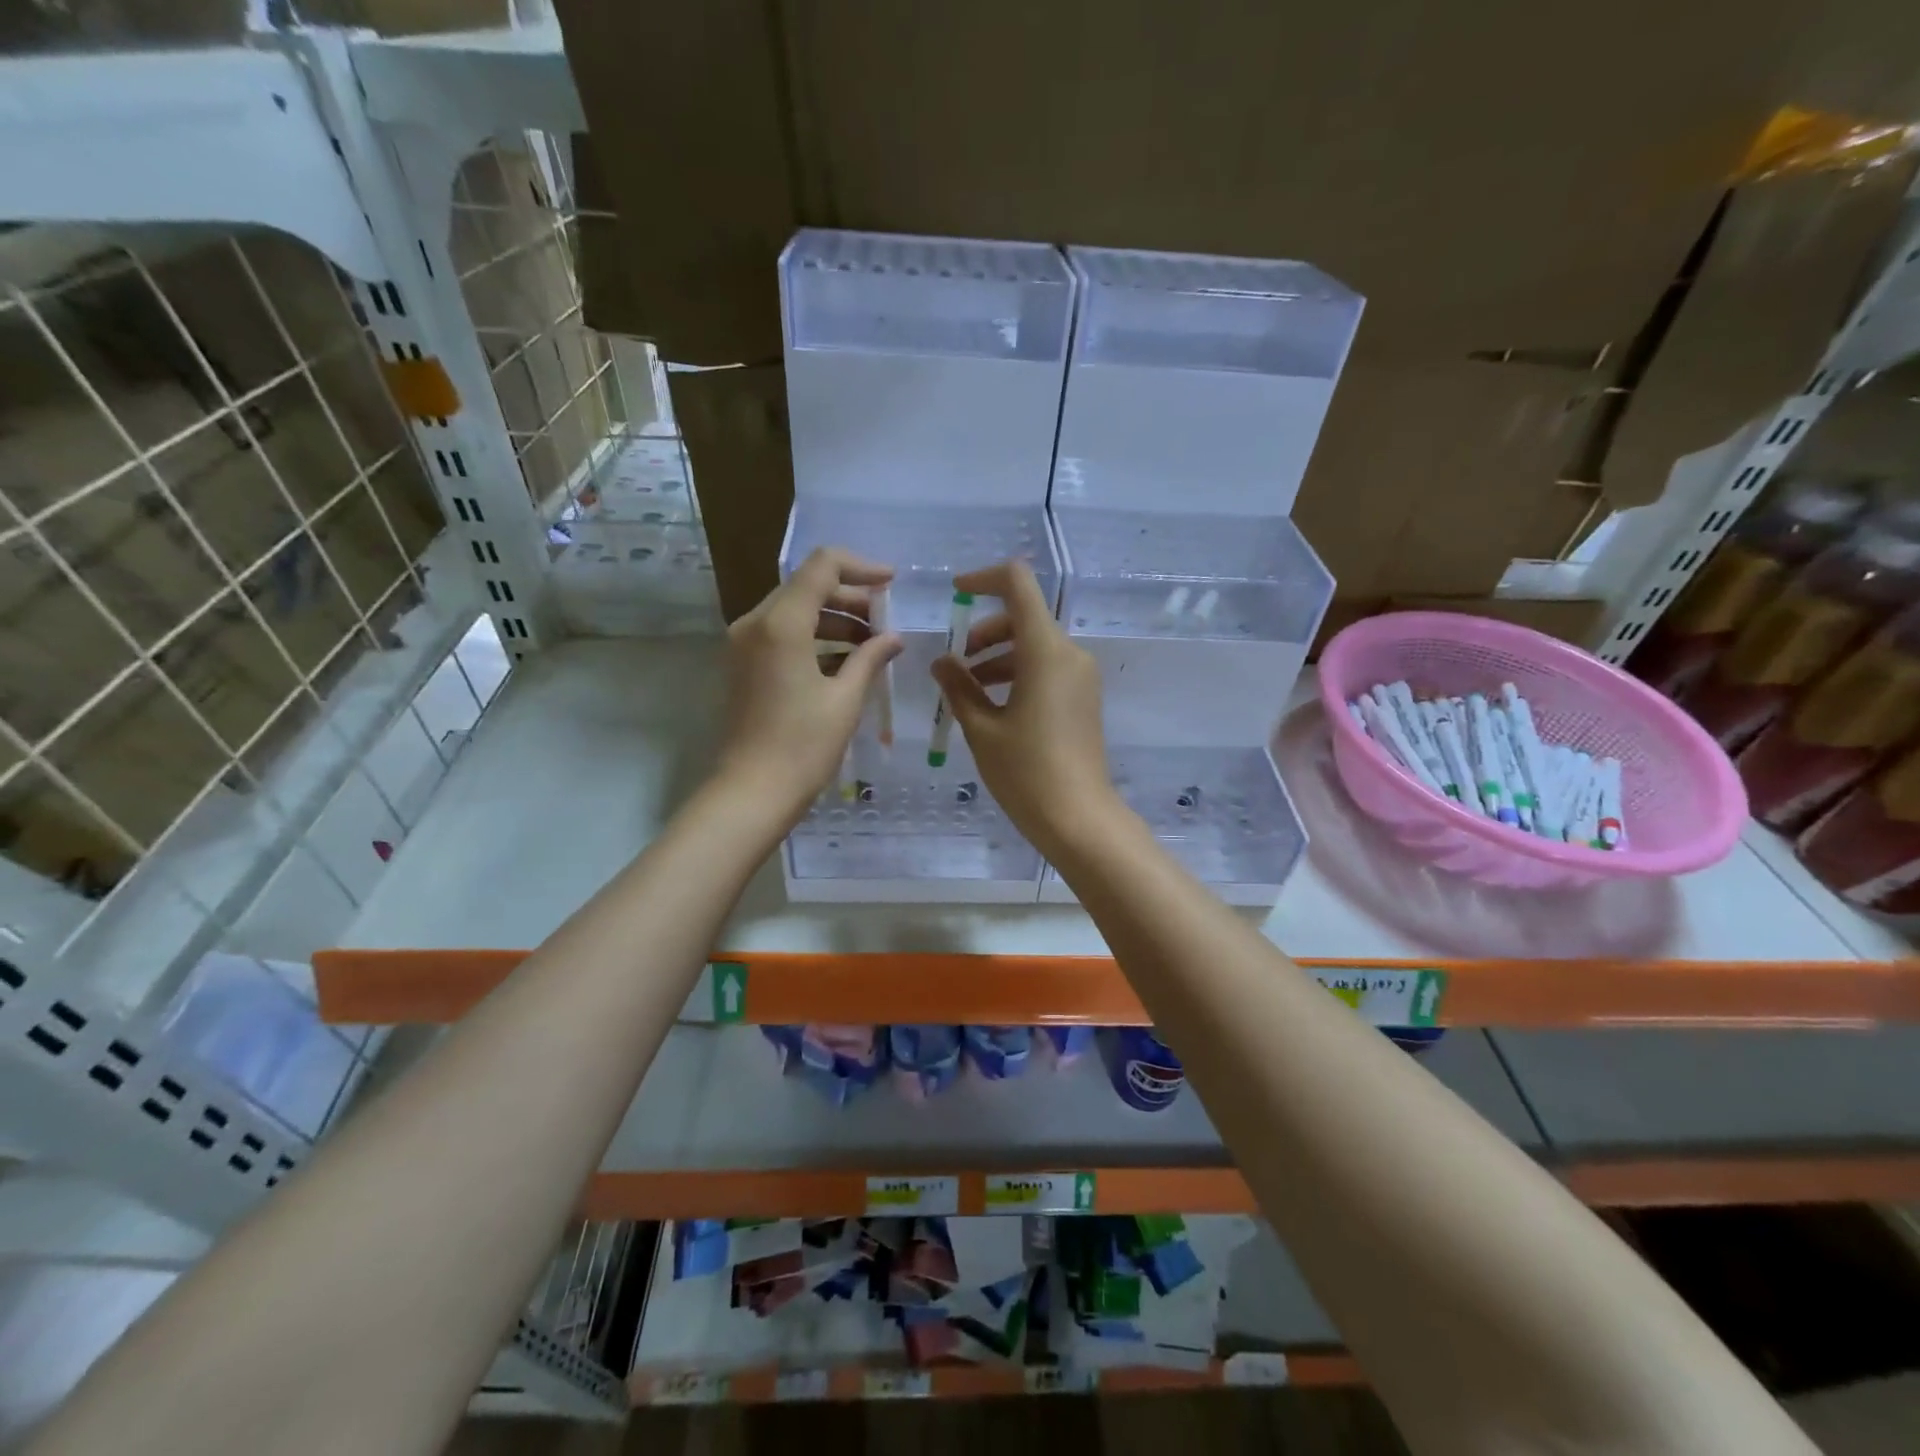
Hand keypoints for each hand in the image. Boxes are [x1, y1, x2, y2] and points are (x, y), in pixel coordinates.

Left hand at [717, 547, 901, 826]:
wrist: (752, 792)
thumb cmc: (803, 746)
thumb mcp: (845, 699)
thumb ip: (870, 657)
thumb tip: (893, 637)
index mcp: (781, 623)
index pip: (822, 566)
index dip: (861, 568)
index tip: (892, 584)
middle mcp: (756, 623)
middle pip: (807, 586)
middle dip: (850, 598)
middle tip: (886, 622)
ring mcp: (744, 643)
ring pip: (795, 610)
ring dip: (834, 619)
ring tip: (872, 645)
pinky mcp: (744, 664)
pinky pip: (782, 634)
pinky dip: (815, 638)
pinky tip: (846, 662)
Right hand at [929, 560, 1123, 856]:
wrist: (1078, 818)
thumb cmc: (1025, 772)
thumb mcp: (981, 728)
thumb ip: (959, 687)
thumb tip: (942, 662)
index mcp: (1045, 651)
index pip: (1018, 584)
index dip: (984, 579)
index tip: (955, 594)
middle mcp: (1069, 654)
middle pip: (1024, 616)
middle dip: (985, 630)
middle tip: (956, 663)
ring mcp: (1081, 676)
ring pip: (1034, 644)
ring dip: (999, 655)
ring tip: (967, 688)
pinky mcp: (1083, 697)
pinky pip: (1047, 667)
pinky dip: (1018, 672)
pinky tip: (993, 704)